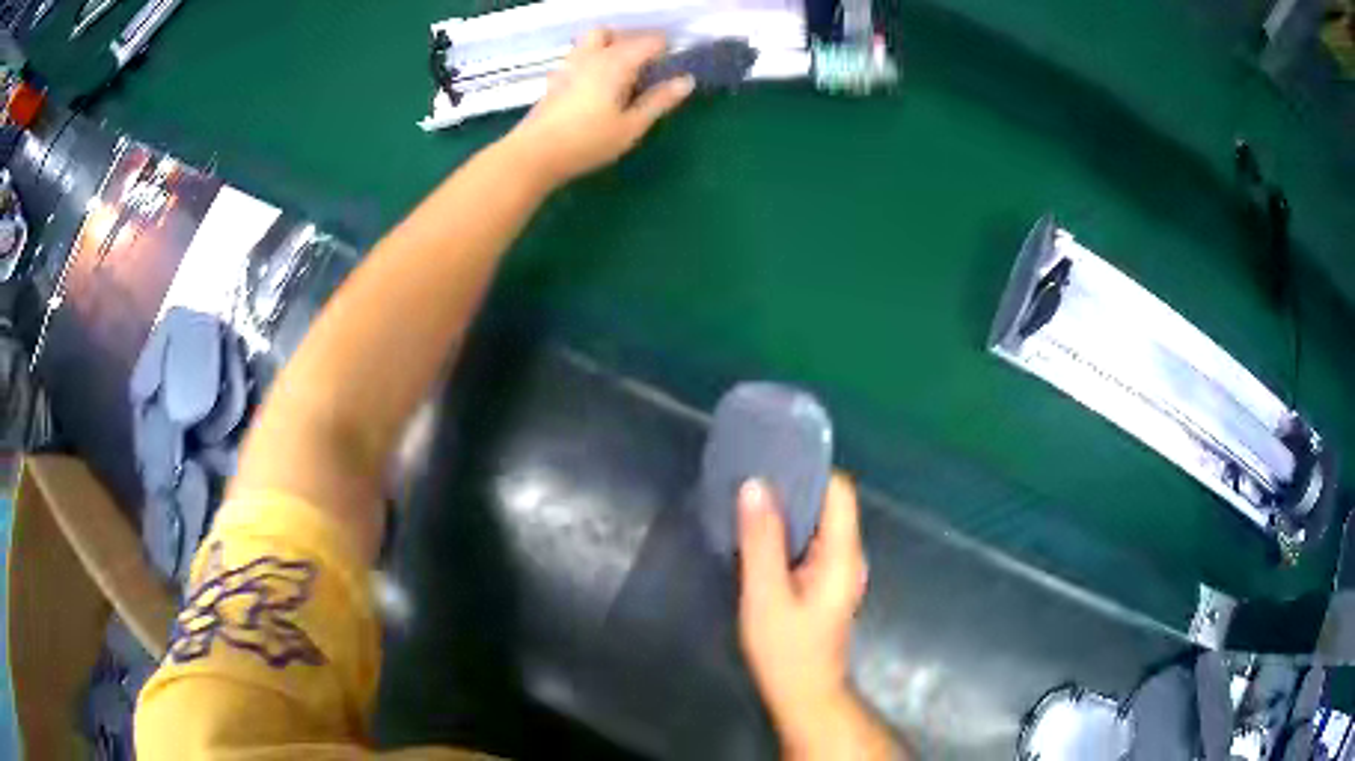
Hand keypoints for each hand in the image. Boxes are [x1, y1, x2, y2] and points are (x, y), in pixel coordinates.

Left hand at [506, 29, 693, 186]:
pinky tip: (596, 86)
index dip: (665, 50)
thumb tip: (687, 80)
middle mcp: (592, 55)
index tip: (673, 67)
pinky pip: (578, 57)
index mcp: (616, 62)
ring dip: (608, 48)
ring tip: (620, 75)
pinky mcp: (555, 79)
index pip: (649, 41)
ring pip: (591, 41)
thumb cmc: (588, 141)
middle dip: (632, 42)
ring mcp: (569, 65)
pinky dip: (592, 61)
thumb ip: (659, 101)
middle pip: (614, 32)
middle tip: (645, 67)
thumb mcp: (631, 126)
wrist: (534, 154)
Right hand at [737, 474, 871, 755]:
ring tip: (749, 496)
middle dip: (794, 486)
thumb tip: (755, 486)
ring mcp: (837, 570)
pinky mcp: (824, 583)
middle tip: (751, 473)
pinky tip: (757, 532)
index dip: (811, 470)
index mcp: (842, 554)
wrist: (804, 695)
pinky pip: (809, 544)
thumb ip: (761, 541)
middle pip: (829, 504)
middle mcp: (847, 556)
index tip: (773, 457)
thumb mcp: (766, 596)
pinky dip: (786, 532)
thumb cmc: (787, 650)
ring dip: (787, 510)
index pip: (839, 492)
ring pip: (817, 524)